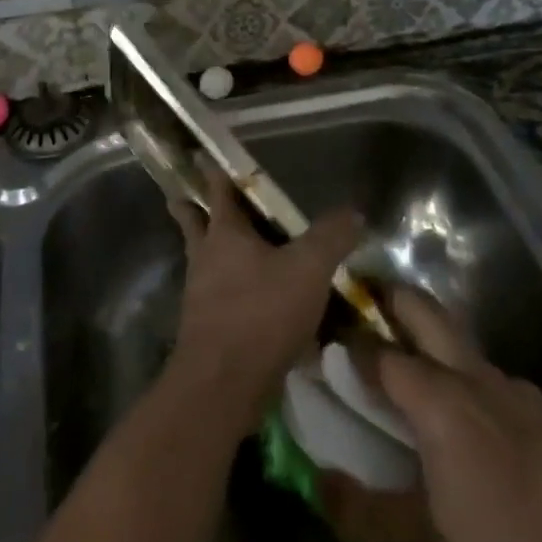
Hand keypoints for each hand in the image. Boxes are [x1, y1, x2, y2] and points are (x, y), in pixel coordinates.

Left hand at [168, 167, 362, 432]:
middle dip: (191, 210)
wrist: (223, 385)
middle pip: (194, 224)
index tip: (202, 156)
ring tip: (231, 249)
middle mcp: (205, 258)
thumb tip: (353, 213)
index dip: (214, 171)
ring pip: (205, 262)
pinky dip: (231, 292)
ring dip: (214, 252)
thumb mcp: (309, 269)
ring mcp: (201, 295)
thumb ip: (332, 237)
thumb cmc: (261, 313)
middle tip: (187, 198)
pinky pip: (218, 298)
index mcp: (224, 234)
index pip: (218, 190)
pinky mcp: (207, 328)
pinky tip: (254, 302)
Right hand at [319, 288, 541, 541]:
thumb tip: (319, 485)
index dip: (349, 345)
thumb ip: (366, 510)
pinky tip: (463, 417)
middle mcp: (473, 376)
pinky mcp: (538, 406)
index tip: (325, 345)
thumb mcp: (426, 540)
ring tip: (404, 368)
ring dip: (425, 336)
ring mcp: (512, 387)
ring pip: (457, 340)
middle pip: (424, 310)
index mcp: (439, 400)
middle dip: (390, 298)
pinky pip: (486, 374)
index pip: (379, 353)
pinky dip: (460, 374)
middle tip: (362, 306)